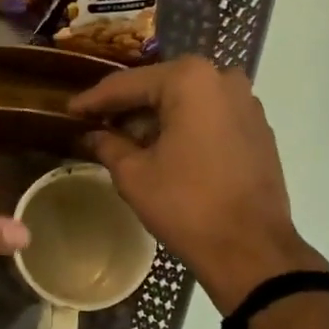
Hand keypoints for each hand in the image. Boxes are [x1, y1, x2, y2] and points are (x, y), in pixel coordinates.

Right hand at [70, 57, 327, 312]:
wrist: (251, 249)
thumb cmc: (187, 206)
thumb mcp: (134, 175)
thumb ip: (108, 145)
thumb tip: (93, 135)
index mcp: (190, 79)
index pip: (128, 85)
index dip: (94, 100)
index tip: (69, 110)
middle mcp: (223, 79)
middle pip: (161, 87)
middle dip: (128, 108)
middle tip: (95, 125)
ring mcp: (247, 102)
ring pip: (188, 102)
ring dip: (157, 118)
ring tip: (127, 141)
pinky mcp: (259, 129)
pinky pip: (211, 117)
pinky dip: (185, 128)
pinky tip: (165, 150)